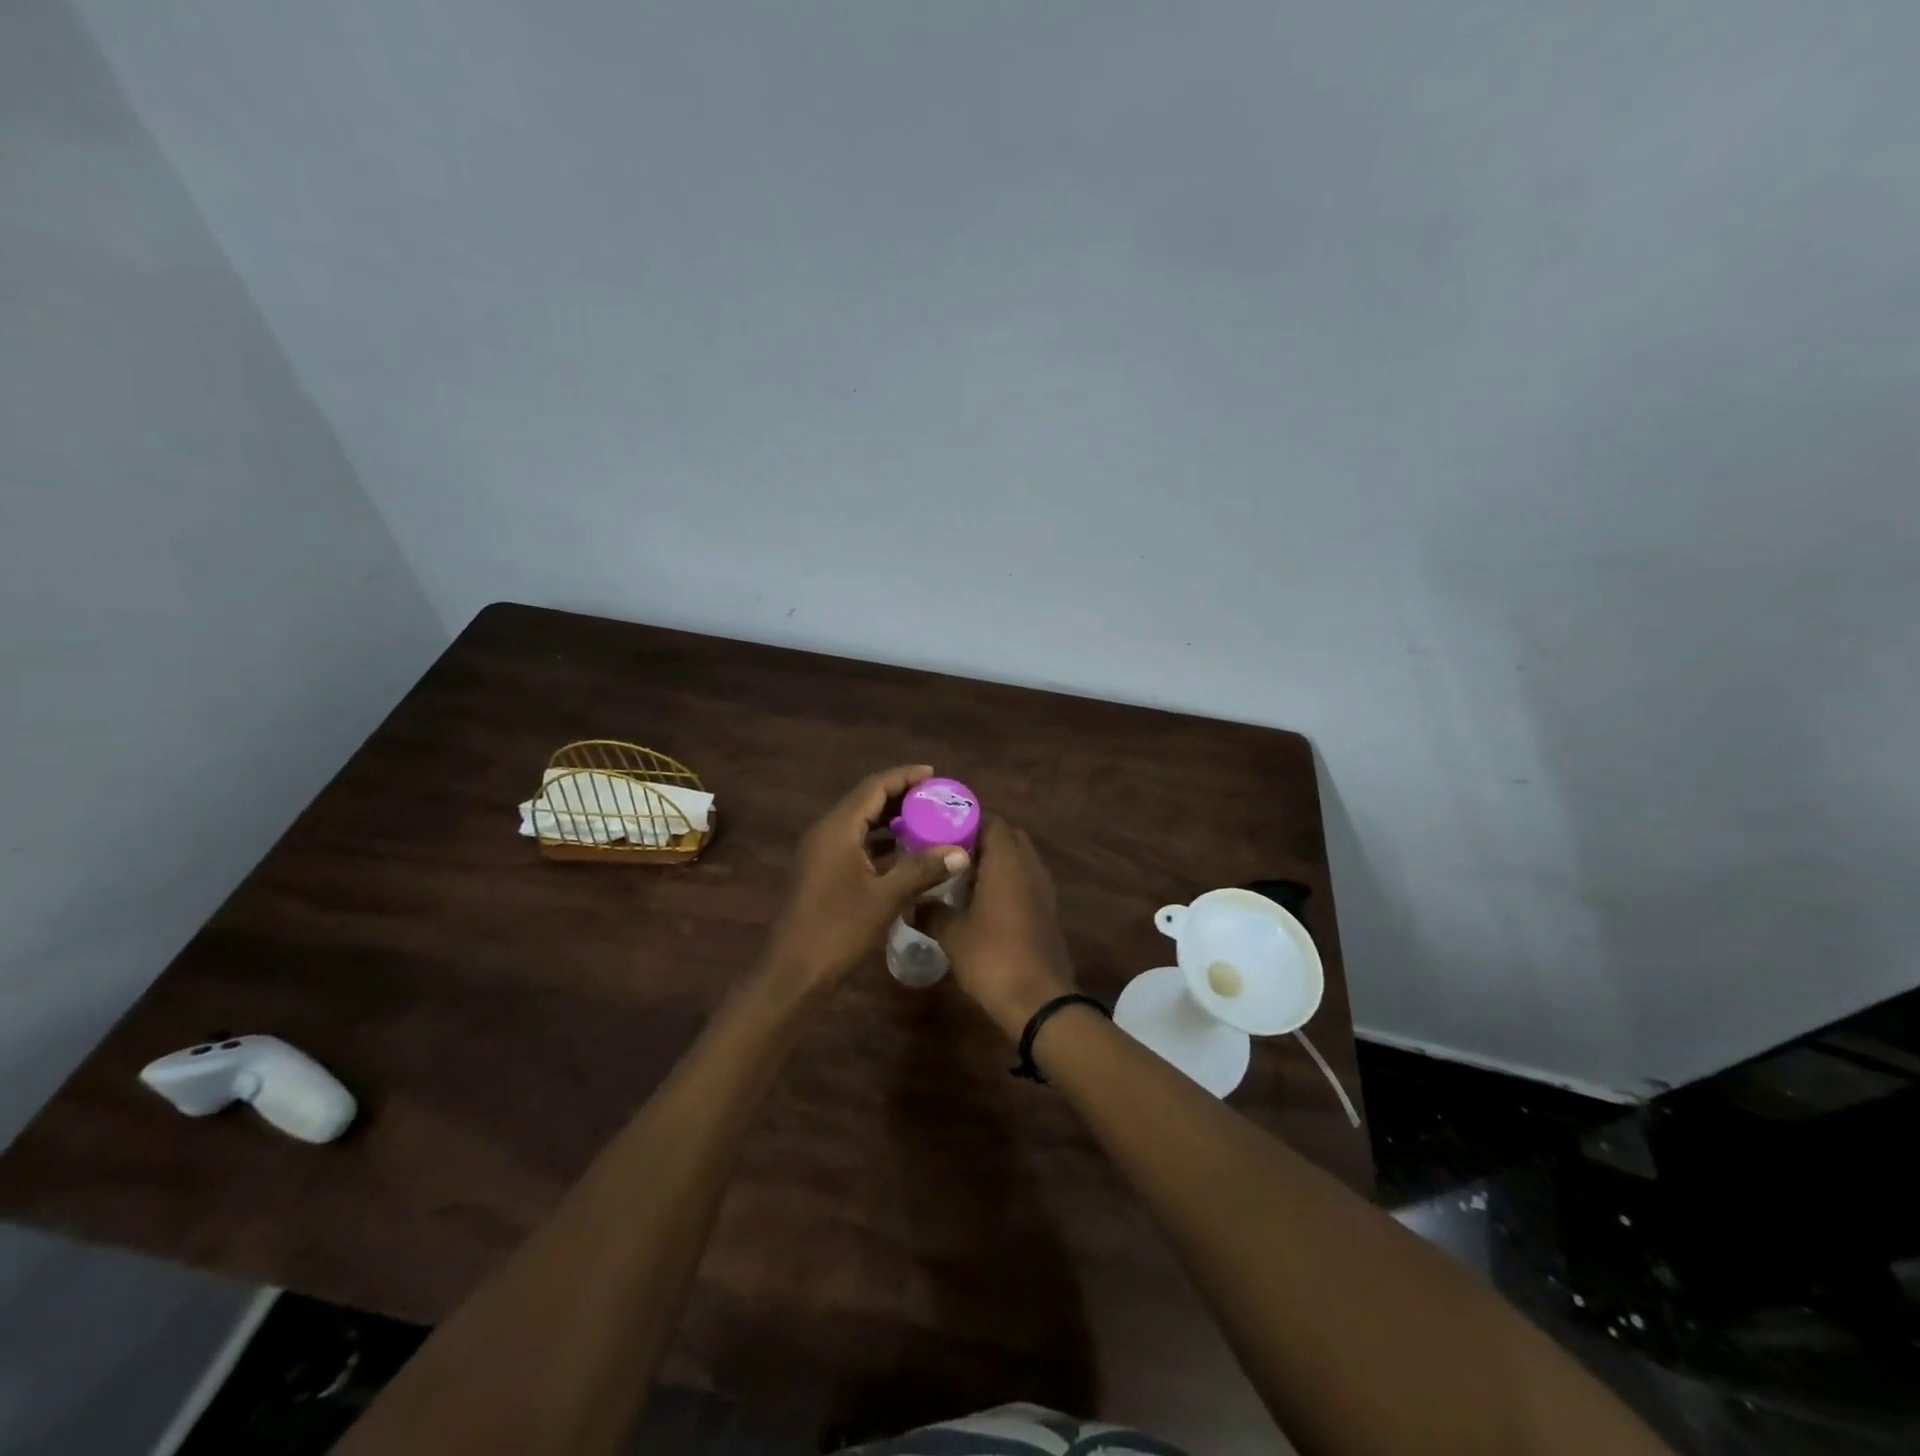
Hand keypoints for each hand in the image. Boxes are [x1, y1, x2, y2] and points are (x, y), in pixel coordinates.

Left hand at [764, 765, 971, 990]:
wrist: (791, 973)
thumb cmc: (837, 931)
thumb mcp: (885, 898)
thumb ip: (922, 869)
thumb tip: (961, 852)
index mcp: (837, 829)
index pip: (873, 787)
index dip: (904, 777)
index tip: (935, 775)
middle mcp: (825, 832)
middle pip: (865, 801)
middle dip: (900, 796)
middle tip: (935, 799)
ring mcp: (820, 853)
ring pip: (859, 823)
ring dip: (890, 819)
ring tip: (926, 820)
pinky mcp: (821, 871)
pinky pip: (854, 843)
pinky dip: (879, 841)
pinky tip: (903, 852)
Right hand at [925, 816, 1074, 1038]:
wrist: (1039, 1001)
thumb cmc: (993, 958)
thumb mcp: (953, 935)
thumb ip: (931, 912)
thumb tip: (911, 904)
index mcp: (1008, 862)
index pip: (991, 821)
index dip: (966, 821)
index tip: (940, 830)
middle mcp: (1030, 867)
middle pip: (1008, 837)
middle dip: (980, 840)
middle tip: (949, 853)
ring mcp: (1043, 890)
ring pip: (1018, 860)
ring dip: (994, 862)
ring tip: (961, 876)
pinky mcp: (1047, 912)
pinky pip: (1025, 882)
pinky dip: (1006, 882)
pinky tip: (981, 902)